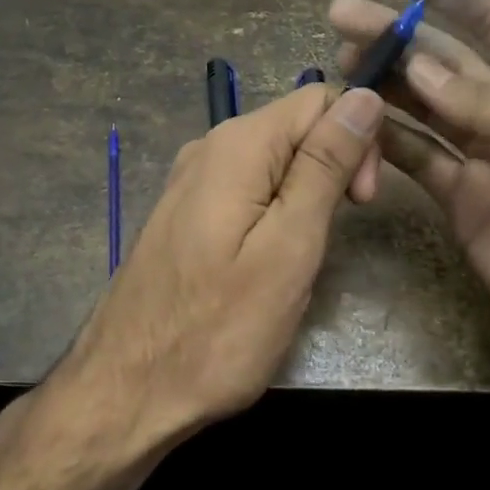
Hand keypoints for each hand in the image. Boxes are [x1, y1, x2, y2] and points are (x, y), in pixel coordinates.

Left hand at [45, 84, 385, 457]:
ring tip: (302, 257)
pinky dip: (275, 212)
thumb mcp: (289, 247)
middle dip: (335, 166)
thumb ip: (325, 166)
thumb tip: (363, 96)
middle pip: (296, 125)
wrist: (127, 392)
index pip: (320, 99)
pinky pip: (248, 188)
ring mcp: (192, 181)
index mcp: (237, 145)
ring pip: (275, 160)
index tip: (362, 203)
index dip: (357, 138)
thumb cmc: (218, 330)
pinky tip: (270, 259)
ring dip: (307, 194)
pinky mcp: (186, 213)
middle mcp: (209, 147)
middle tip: (335, 236)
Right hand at [329, 0, 489, 406]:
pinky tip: (354, 124)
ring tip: (339, 64)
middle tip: (341, 14)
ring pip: (422, 107)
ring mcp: (486, 157)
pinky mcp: (461, 201)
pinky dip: (385, 142)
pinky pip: (416, 159)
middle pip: (446, 60)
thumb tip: (417, 69)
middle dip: (396, 34)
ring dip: (383, 83)